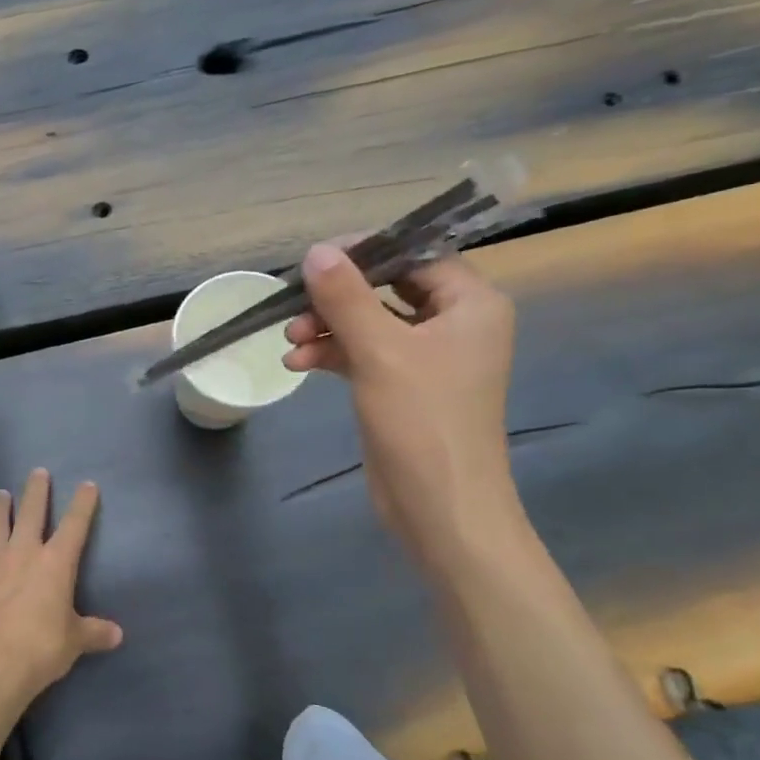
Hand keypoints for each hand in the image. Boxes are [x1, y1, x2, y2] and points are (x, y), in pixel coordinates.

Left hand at [0, 469, 121, 703]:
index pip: (74, 526)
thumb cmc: (40, 649)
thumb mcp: (75, 641)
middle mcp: (22, 555)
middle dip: (36, 492)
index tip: (87, 485)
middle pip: (30, 514)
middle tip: (38, 472)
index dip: (82, 504)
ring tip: (0, 494)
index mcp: (55, 564)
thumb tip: (117, 634)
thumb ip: (94, 633)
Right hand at [283, 245, 517, 557]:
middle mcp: (454, 323)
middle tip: (295, 305)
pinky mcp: (402, 386)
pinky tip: (297, 364)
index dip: (365, 252)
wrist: (439, 507)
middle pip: (387, 288)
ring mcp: (428, 357)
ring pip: (369, 322)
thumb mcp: (379, 352)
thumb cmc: (422, 421)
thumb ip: (346, 297)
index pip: (416, 255)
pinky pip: (364, 353)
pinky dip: (332, 355)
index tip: (315, 261)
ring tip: (289, 341)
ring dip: (327, 327)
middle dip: (337, 298)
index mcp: (470, 304)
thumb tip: (316, 251)